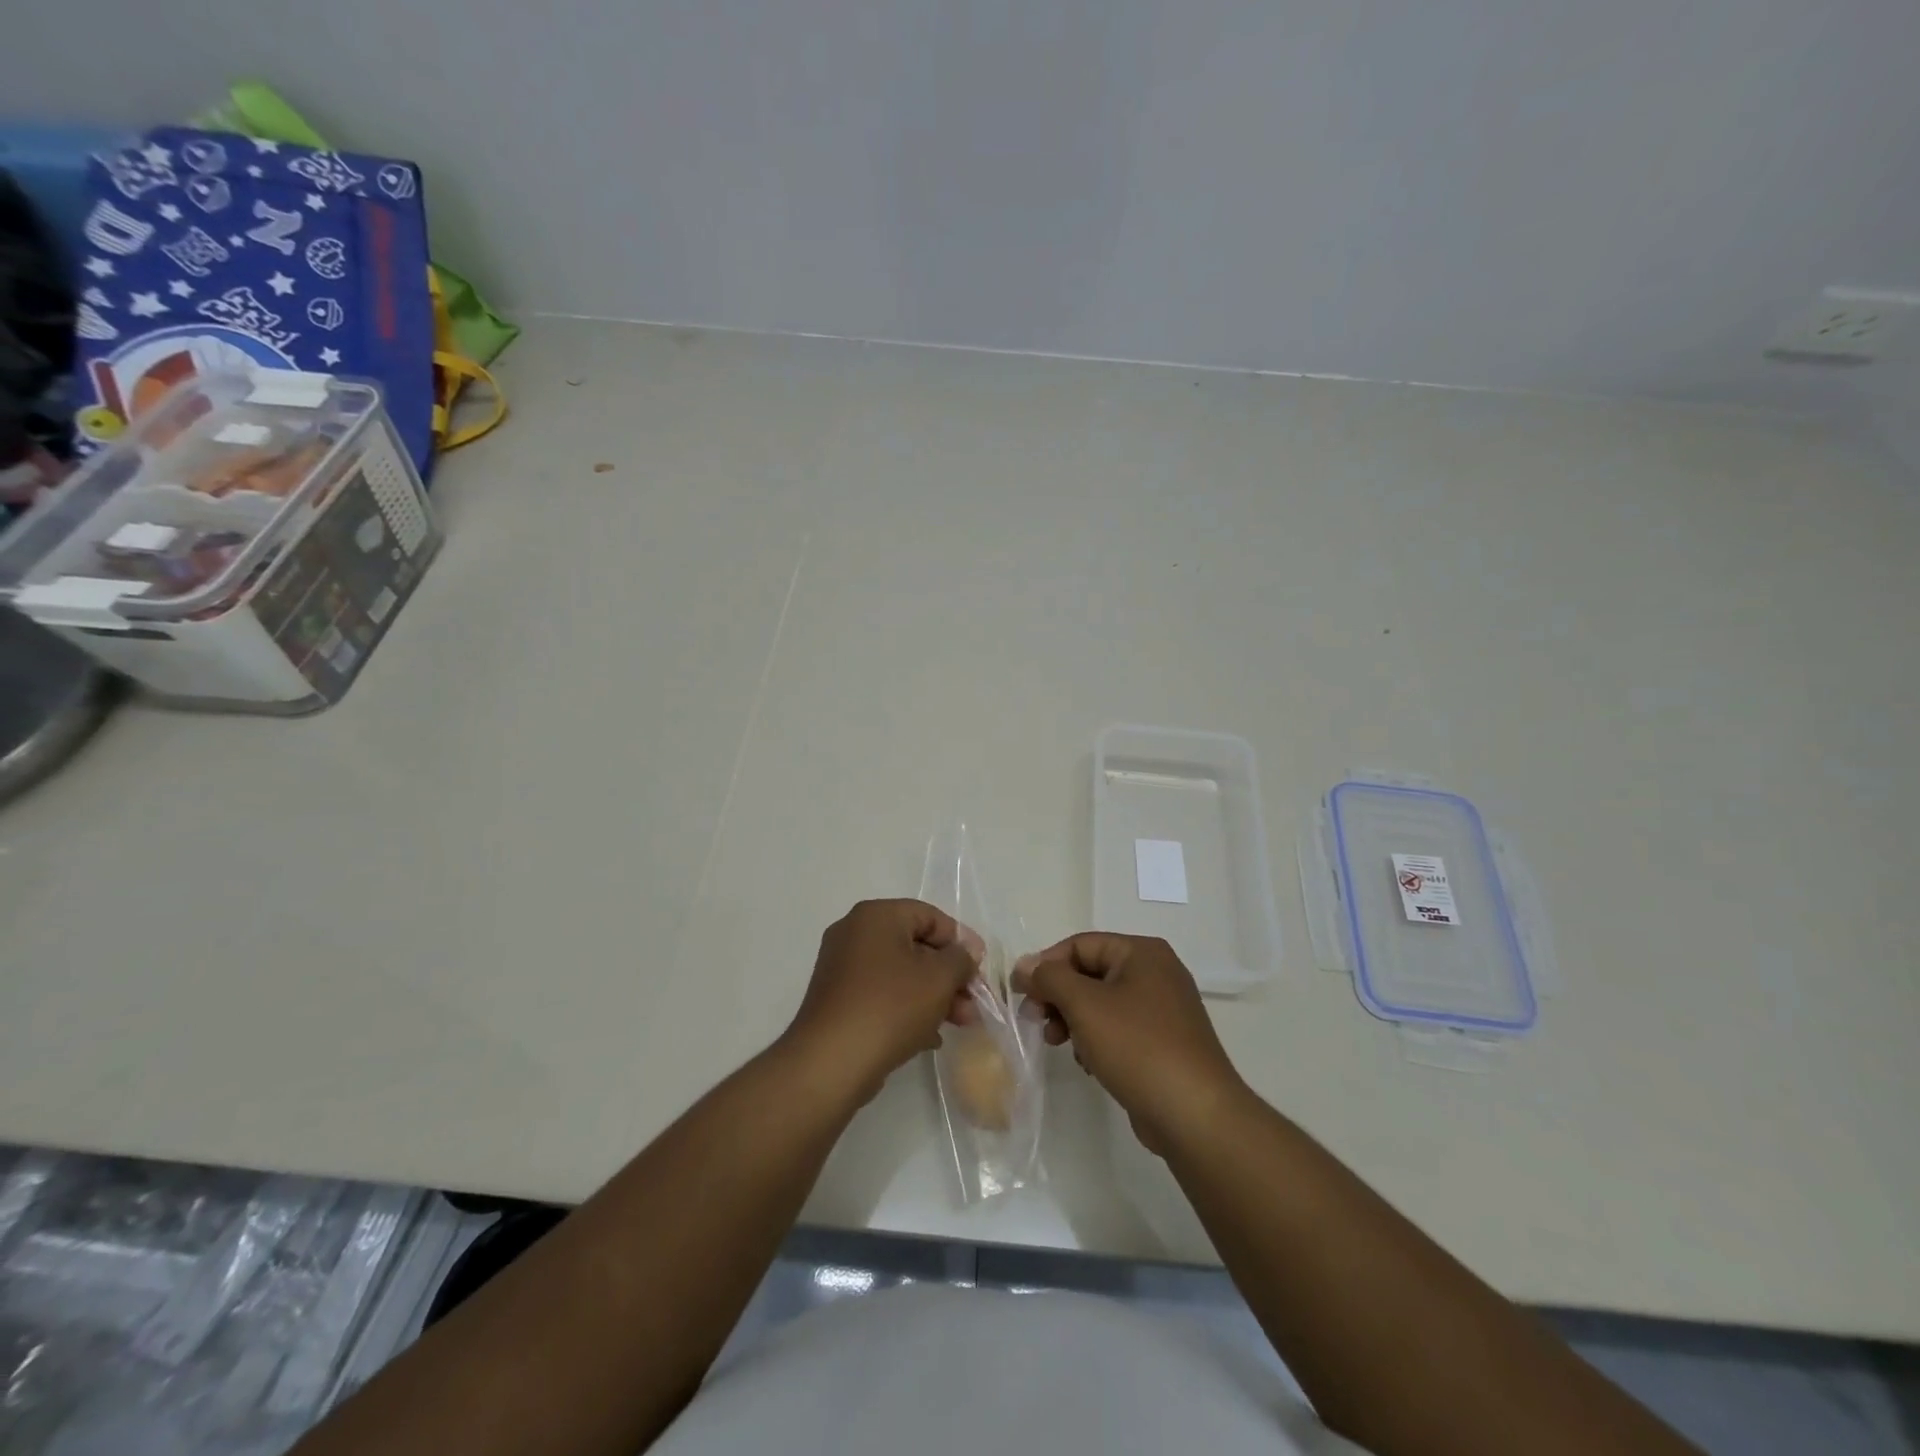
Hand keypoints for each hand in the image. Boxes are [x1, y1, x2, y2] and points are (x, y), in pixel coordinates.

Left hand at [783, 900, 978, 1104]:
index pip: (930, 916)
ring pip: (901, 974)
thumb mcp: (939, 978)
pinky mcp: (838, 1000)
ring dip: (934, 995)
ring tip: (961, 1024)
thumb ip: (960, 959)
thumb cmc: (890, 1007)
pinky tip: (930, 1037)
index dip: (961, 941)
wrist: (832, 1062)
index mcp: (876, 916)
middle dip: (950, 975)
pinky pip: (882, 995)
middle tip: (974, 1003)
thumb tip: (965, 953)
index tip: (981, 970)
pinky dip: (908, 1009)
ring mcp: (842, 968)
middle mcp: (854, 933)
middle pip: (916, 946)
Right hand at [1014, 933, 1245, 1152]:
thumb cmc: (1137, 1047)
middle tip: (1036, 1021)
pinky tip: (1088, 1062)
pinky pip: (1118, 1028)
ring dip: (1073, 1019)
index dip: (1045, 965)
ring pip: (1101, 1003)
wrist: (1194, 1114)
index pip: (1080, 945)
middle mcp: (1156, 972)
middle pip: (1090, 972)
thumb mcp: (1084, 1005)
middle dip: (1058, 996)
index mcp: (1142, 952)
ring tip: (1058, 1044)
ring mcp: (1163, 1009)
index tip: (1020, 994)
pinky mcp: (1163, 1042)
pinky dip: (1096, 1039)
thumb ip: (1049, 978)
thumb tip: (1024, 964)